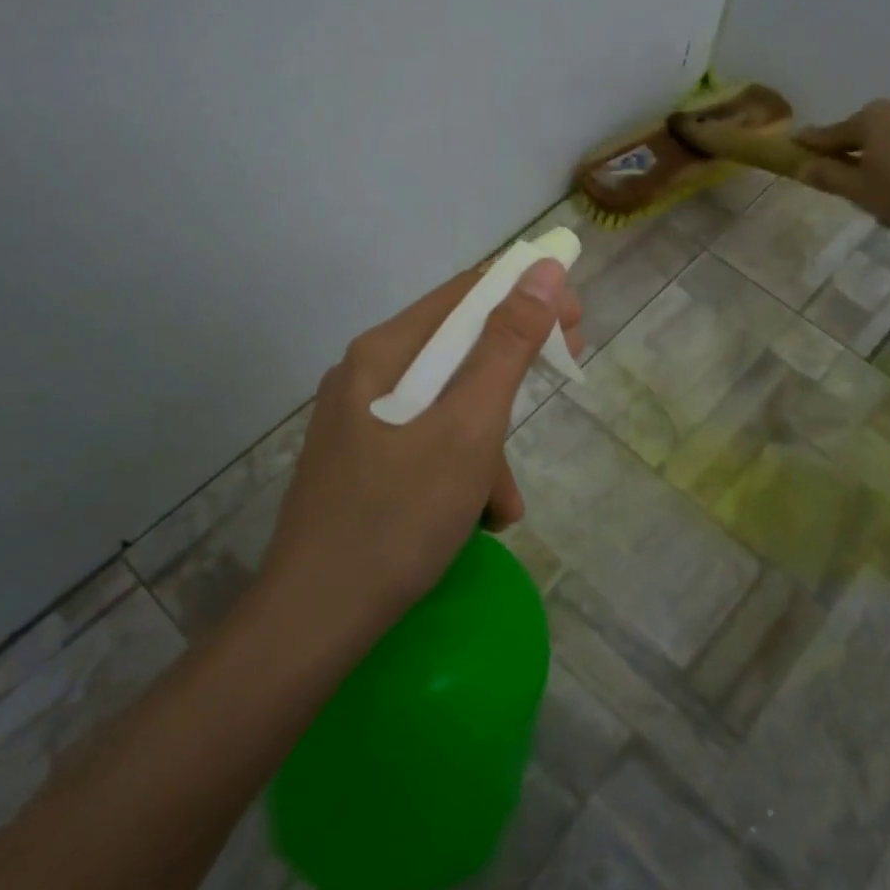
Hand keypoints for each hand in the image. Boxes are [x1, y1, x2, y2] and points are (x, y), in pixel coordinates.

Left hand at [258, 259, 583, 637]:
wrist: (315, 618)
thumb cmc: (399, 516)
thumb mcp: (469, 427)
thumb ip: (508, 347)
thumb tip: (543, 270)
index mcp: (384, 352)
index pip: (467, 293)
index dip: (527, 296)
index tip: (575, 323)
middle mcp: (366, 374)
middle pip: (456, 349)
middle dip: (512, 373)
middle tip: (561, 378)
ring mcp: (358, 421)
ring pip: (445, 406)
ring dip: (487, 444)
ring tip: (503, 505)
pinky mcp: (360, 462)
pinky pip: (425, 443)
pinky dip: (459, 470)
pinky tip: (475, 519)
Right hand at [794, 99, 889, 236]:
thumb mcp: (859, 190)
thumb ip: (829, 178)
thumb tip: (803, 166)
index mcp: (869, 120)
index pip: (829, 135)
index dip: (809, 146)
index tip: (792, 148)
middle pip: (864, 146)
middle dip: (859, 175)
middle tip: (860, 204)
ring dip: (889, 186)